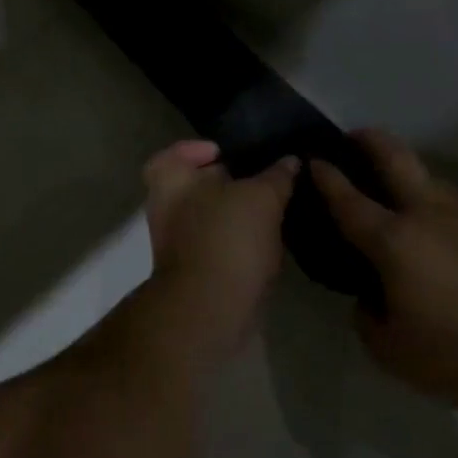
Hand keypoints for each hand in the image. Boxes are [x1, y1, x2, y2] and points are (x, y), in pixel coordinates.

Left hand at [143, 140, 298, 346]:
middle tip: (263, 179)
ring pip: (210, 218)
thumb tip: (290, 161)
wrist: (211, 308)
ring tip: (275, 209)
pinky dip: (240, 242)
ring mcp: (179, 244)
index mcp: (171, 181)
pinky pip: (219, 246)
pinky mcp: (197, 271)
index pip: (174, 154)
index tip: (227, 153)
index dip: (197, 149)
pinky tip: (271, 241)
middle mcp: (167, 210)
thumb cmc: (228, 238)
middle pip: (195, 186)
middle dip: (227, 182)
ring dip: (238, 214)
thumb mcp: (262, 197)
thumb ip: (276, 176)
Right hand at [311, 130, 457, 416]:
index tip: (312, 160)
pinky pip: (449, 200)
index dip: (326, 177)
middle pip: (394, 157)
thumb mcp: (390, 350)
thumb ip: (366, 317)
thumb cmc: (457, 354)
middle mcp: (426, 214)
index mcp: (393, 240)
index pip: (348, 199)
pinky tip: (429, 224)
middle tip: (352, 137)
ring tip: (389, 186)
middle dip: (369, 140)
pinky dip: (429, 198)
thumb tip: (371, 296)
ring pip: (427, 175)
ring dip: (403, 169)